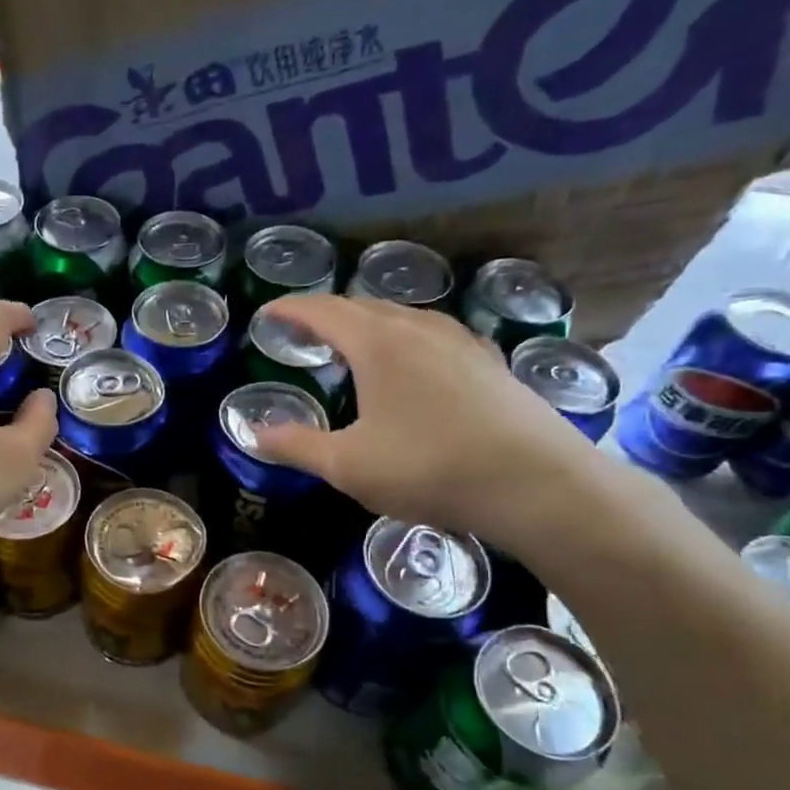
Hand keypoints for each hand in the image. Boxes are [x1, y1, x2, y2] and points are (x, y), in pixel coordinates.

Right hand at [248, 295, 609, 547]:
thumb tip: (252, 432)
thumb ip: (296, 445)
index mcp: (377, 343)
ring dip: (367, 321)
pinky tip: (412, 361)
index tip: (266, 313)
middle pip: (362, 305)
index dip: (290, 309)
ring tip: (351, 341)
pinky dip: (404, 336)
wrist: (537, 483)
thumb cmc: (430, 468)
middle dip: (326, 313)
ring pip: (401, 316)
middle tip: (303, 329)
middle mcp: (418, 328)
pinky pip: (432, 333)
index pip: (322, 311)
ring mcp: (460, 341)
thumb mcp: (348, 465)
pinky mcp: (488, 361)